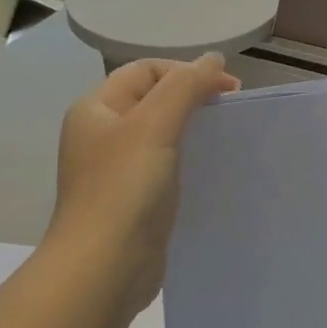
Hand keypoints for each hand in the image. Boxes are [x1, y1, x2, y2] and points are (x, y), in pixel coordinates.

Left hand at [46, 55, 239, 316]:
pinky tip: (210, 170)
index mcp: (97, 109)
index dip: (187, 71)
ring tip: (225, 139)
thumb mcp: (154, 125)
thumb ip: (185, 87)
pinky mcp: (133, 201)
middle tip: (230, 111)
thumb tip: (213, 59)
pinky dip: (189, 160)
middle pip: (153, 100)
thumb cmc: (125, 189)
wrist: (104, 268)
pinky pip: (165, 167)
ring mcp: (117, 170)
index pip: (146, 70)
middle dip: (193, 98)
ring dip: (193, 129)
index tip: (228, 90)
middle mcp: (102, 135)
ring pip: (161, 134)